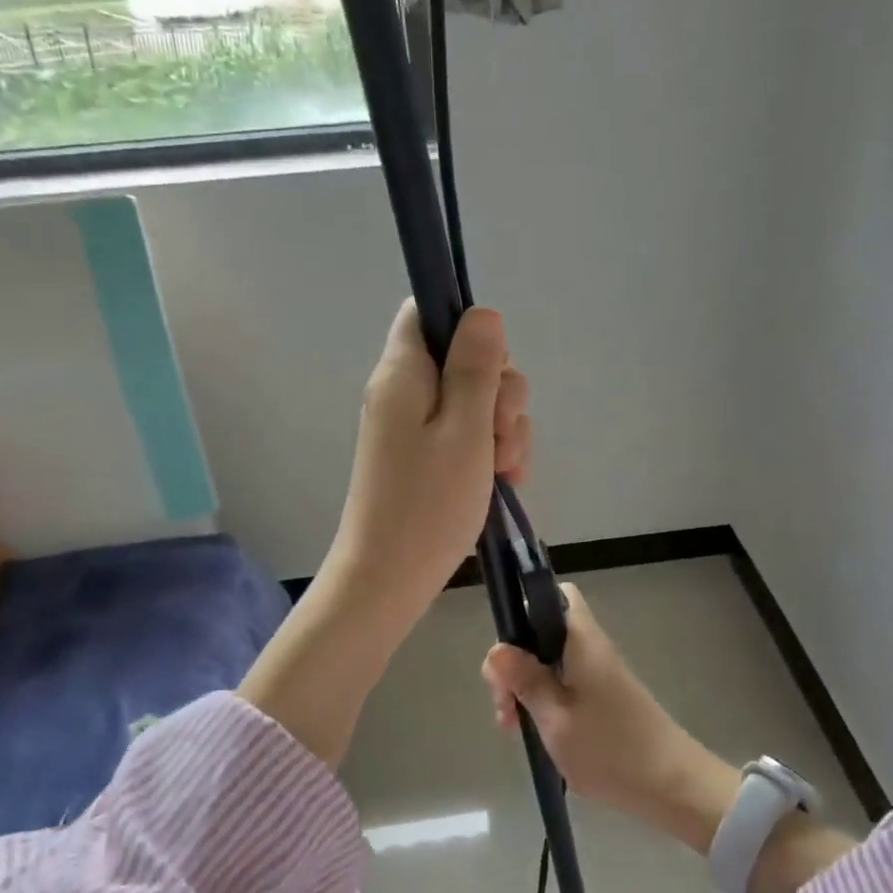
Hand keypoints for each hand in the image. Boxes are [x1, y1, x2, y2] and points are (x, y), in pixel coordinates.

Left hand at [326, 299, 529, 628]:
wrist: (389, 579)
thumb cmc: (428, 503)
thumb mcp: (466, 429)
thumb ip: (476, 367)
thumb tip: (483, 313)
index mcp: (403, 373)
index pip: (427, 313)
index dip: (467, 327)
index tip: (493, 368)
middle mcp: (404, 392)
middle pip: (463, 359)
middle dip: (499, 392)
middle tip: (501, 434)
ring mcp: (413, 428)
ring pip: (474, 402)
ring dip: (503, 429)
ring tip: (503, 470)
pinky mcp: (425, 458)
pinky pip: (466, 435)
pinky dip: (489, 452)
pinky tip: (504, 481)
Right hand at [481, 585, 716, 826]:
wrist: (672, 786)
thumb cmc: (610, 749)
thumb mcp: (555, 718)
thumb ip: (525, 680)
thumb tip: (495, 647)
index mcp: (580, 639)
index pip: (551, 595)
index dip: (522, 610)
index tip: (505, 655)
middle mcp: (589, 647)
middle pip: (540, 632)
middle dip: (514, 662)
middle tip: (504, 704)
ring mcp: (598, 672)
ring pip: (548, 661)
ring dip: (525, 687)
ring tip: (513, 727)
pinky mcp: (602, 696)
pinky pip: (562, 683)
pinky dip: (543, 701)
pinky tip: (535, 732)